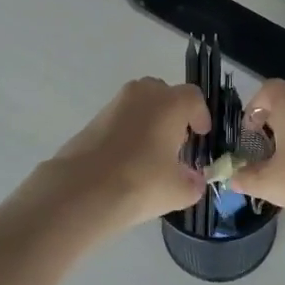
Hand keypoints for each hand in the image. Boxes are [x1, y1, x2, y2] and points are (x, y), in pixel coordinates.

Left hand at [28, 78, 210, 232]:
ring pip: (140, 104)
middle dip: (173, 113)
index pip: (193, 98)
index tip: (201, 135)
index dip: (201, 115)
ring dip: (149, 121)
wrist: (83, 190)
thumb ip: (193, 183)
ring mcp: (115, 104)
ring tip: (152, 152)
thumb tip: (194, 180)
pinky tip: (128, 159)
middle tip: (176, 141)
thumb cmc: (141, 182)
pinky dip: (128, 131)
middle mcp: (143, 94)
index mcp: (170, 103)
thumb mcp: (179, 191)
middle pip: (164, 94)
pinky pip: (121, 118)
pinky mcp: (93, 119)